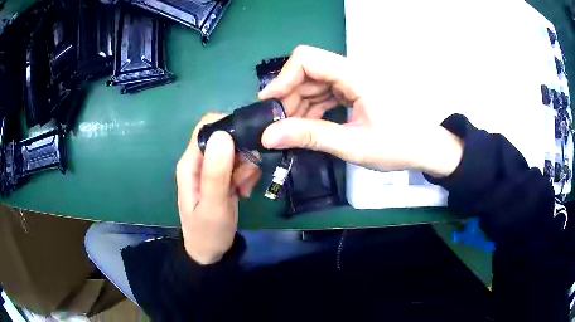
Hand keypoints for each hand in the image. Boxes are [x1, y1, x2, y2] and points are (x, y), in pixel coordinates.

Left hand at [176, 114, 260, 264]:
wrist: (209, 252)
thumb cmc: (208, 232)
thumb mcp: (213, 205)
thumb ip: (216, 172)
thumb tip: (222, 134)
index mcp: (190, 162)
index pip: (208, 126)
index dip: (230, 129)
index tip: (247, 147)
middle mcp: (198, 160)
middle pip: (225, 136)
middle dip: (242, 153)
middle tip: (245, 179)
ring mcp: (210, 167)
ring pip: (236, 150)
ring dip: (246, 167)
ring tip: (244, 189)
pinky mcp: (221, 175)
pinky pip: (239, 163)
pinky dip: (246, 174)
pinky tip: (244, 191)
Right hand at [259, 45, 462, 176]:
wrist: (427, 147)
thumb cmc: (399, 145)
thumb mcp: (353, 145)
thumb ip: (311, 137)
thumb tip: (268, 136)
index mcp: (355, 75)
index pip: (307, 59)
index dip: (283, 79)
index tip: (270, 107)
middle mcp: (352, 70)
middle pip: (307, 72)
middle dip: (289, 97)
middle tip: (279, 128)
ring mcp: (354, 80)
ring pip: (314, 83)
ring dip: (299, 105)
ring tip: (293, 133)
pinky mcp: (355, 90)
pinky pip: (325, 93)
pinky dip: (313, 109)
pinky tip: (310, 128)